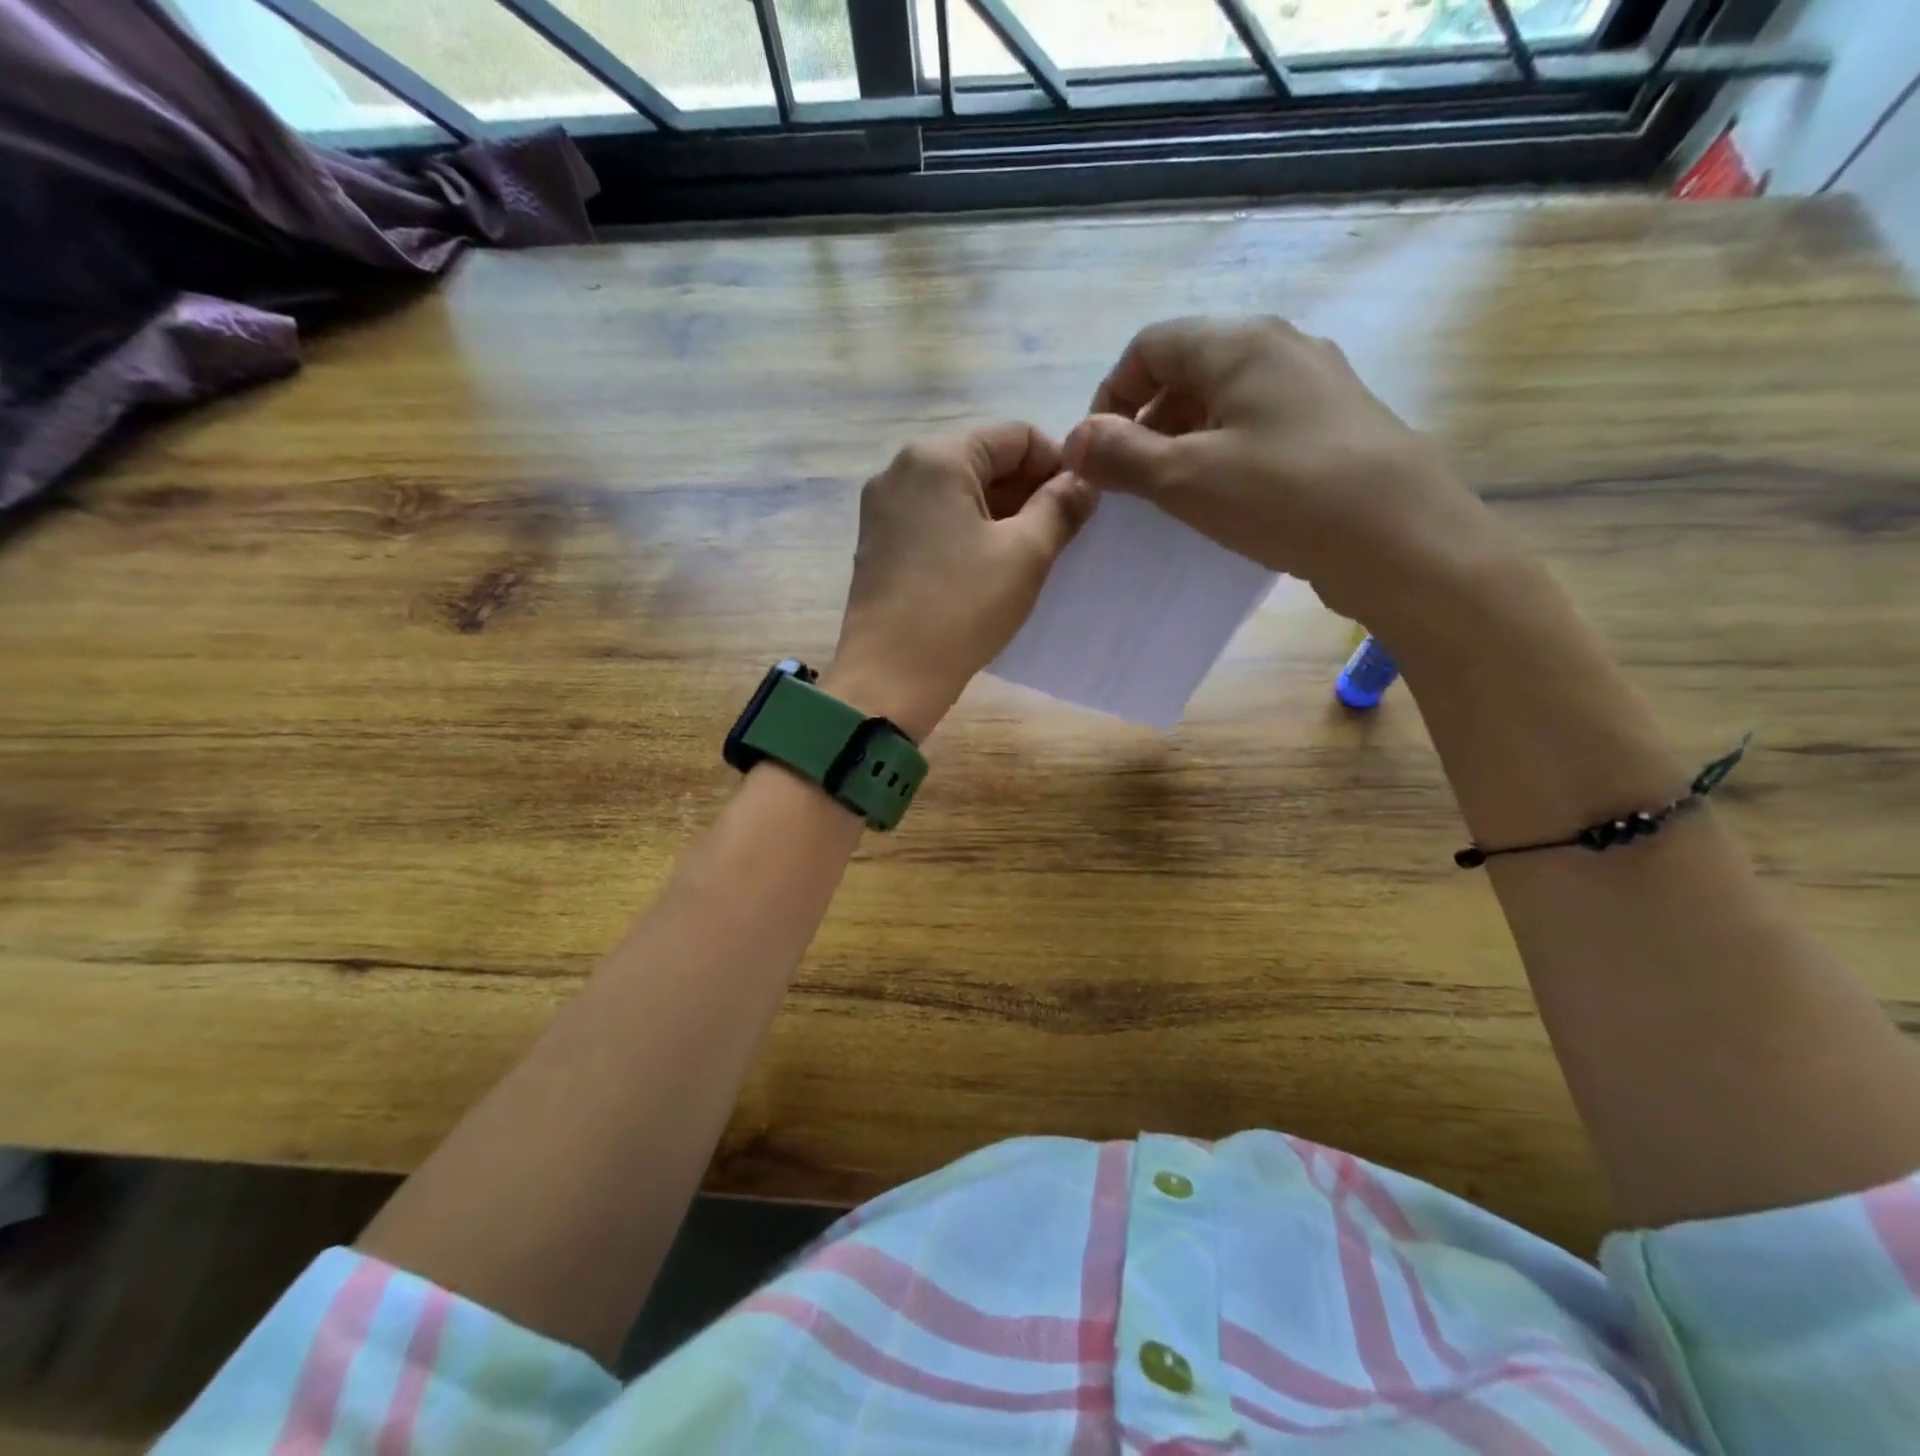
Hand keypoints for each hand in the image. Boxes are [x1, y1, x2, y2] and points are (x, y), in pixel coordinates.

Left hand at [825, 423, 1095, 740]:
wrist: (890, 676)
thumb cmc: (962, 608)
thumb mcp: (1026, 554)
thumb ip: (1061, 506)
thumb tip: (1084, 480)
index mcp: (936, 457)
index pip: (1015, 436)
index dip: (1058, 464)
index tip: (1082, 504)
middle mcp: (900, 469)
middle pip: (983, 461)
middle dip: (1028, 491)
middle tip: (1062, 534)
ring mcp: (882, 508)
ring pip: (958, 494)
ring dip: (1001, 515)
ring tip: (1031, 555)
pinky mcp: (877, 544)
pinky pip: (934, 521)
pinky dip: (968, 534)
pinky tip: (989, 569)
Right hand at [1063, 316, 1514, 630]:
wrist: (1402, 540)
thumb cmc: (1284, 497)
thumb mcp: (1186, 478)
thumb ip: (1121, 455)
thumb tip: (1072, 441)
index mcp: (1239, 343)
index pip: (1149, 346)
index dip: (1110, 395)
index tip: (1098, 453)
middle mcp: (1280, 347)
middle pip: (1186, 370)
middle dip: (1144, 423)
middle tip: (1131, 483)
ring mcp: (1314, 384)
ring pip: (1223, 401)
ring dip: (1182, 442)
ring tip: (1173, 497)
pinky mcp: (1334, 424)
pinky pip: (1257, 426)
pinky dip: (1223, 454)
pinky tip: (1224, 500)